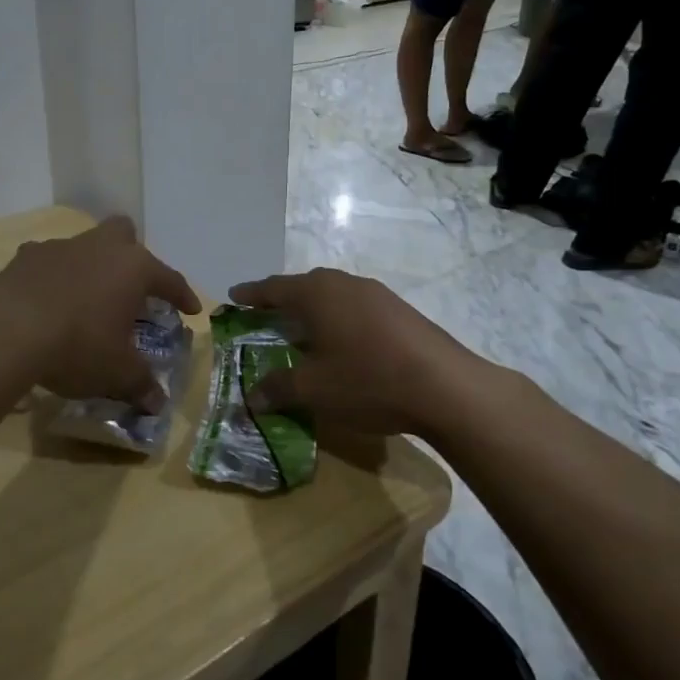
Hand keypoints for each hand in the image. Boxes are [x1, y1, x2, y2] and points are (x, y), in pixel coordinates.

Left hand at [0, 217, 200, 410]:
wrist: (7, 330)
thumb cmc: (78, 346)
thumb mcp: (116, 372)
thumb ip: (140, 384)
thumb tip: (157, 404)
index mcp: (134, 268)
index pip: (169, 278)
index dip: (182, 295)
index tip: (191, 310)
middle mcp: (101, 248)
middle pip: (124, 234)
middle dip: (131, 255)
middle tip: (130, 287)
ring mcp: (61, 247)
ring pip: (84, 245)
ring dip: (89, 266)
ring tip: (85, 299)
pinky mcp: (25, 257)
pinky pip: (47, 261)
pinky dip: (52, 277)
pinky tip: (46, 301)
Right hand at [226, 269, 485, 438]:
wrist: (445, 386)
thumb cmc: (368, 380)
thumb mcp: (314, 390)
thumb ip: (278, 388)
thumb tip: (252, 395)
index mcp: (317, 294)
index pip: (274, 288)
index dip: (252, 294)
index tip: (234, 297)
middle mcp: (345, 283)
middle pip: (305, 286)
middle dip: (283, 299)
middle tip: (266, 314)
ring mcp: (377, 294)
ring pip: (334, 294)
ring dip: (314, 309)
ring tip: (304, 329)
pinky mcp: (400, 310)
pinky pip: (356, 306)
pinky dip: (339, 318)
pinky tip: (344, 341)